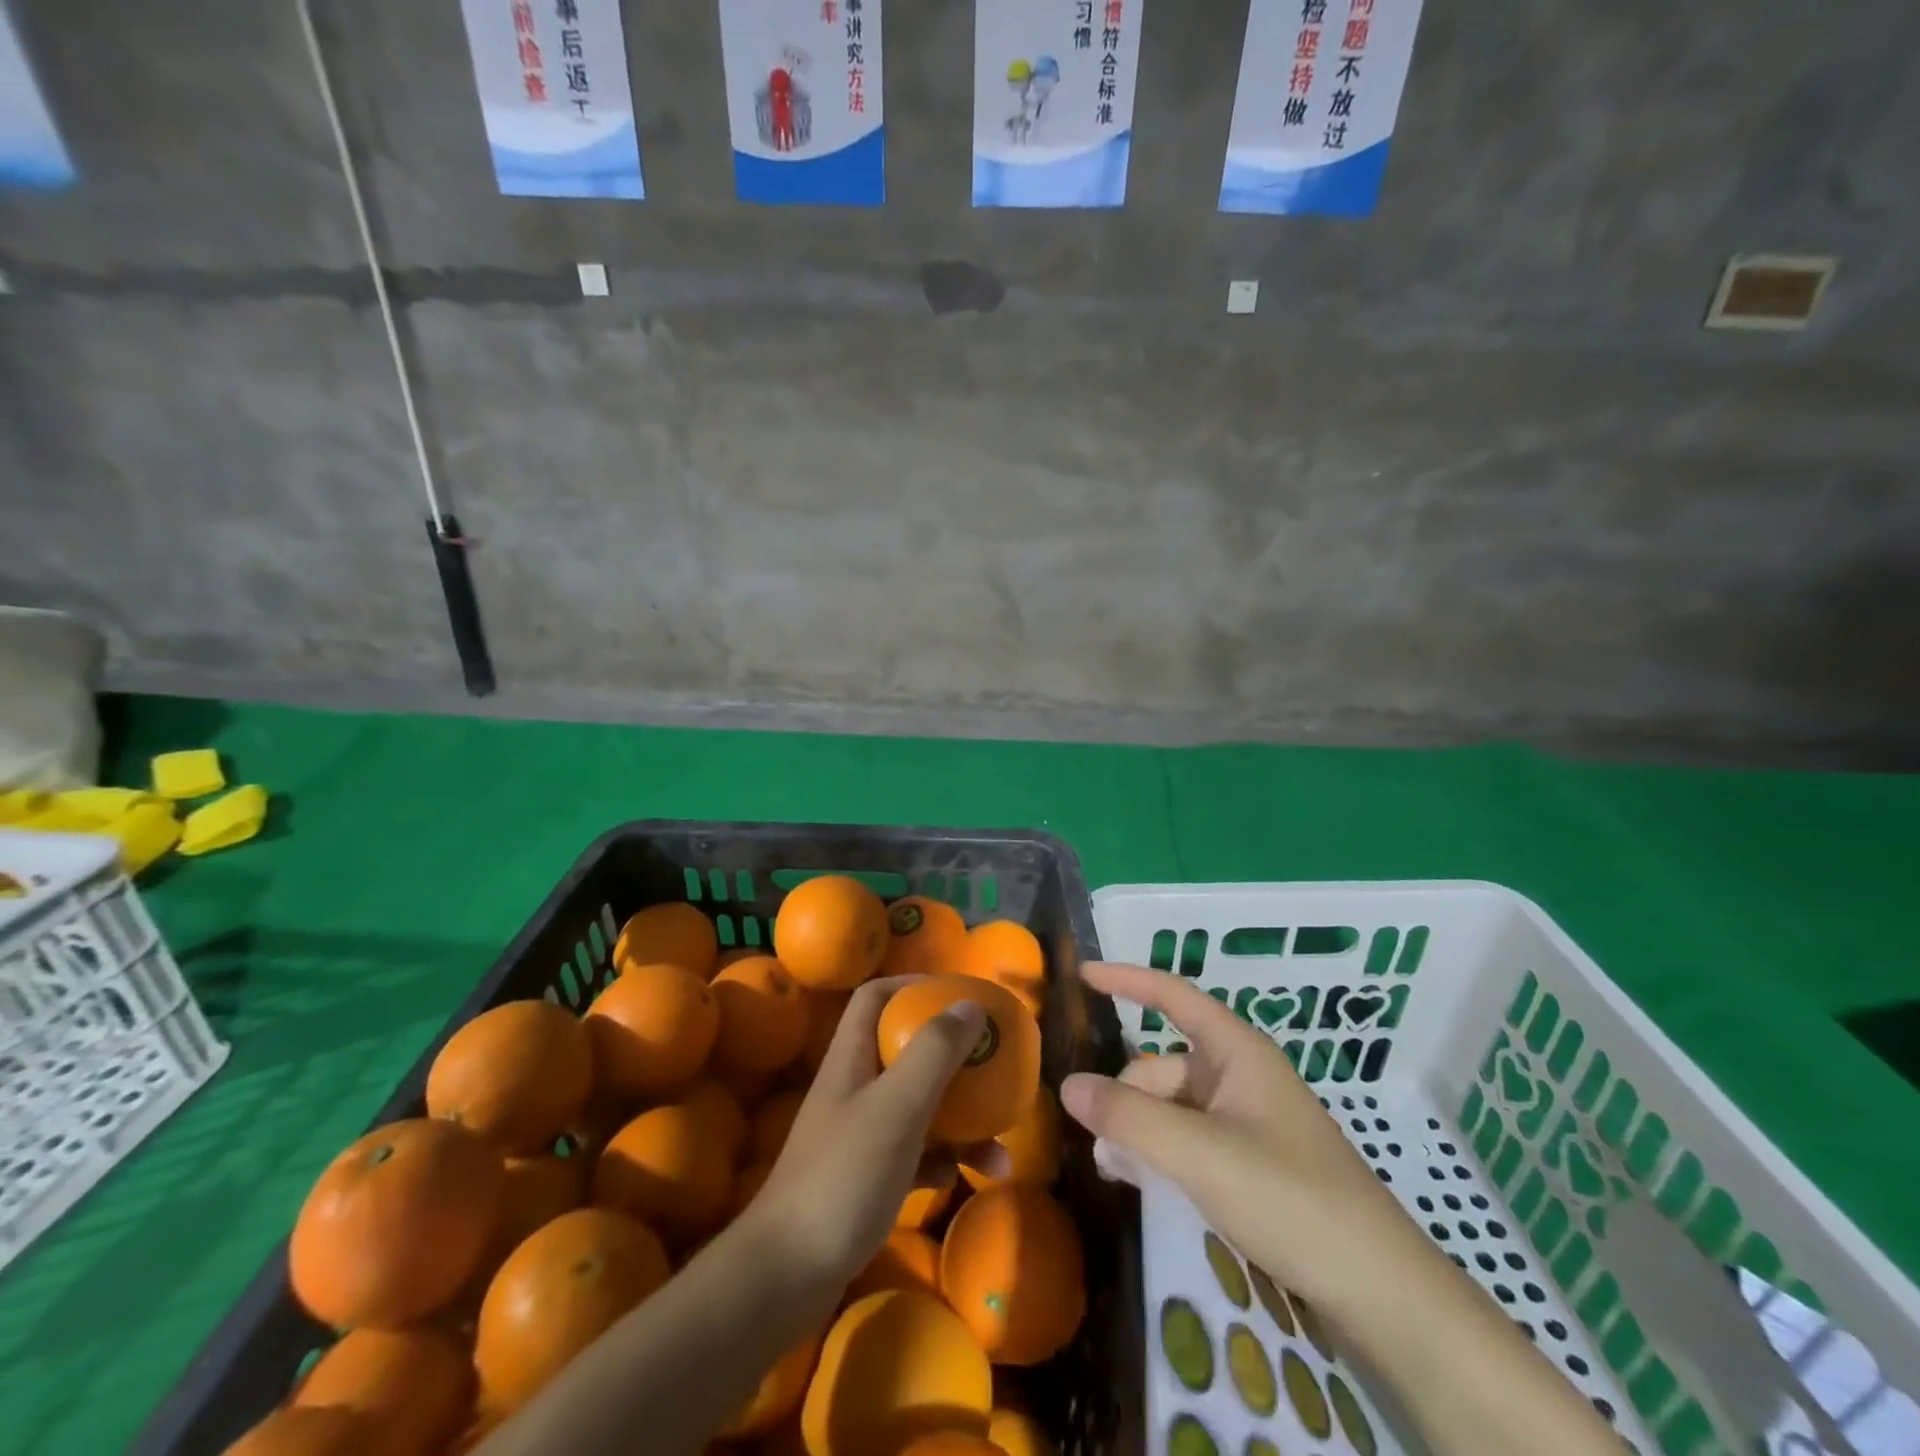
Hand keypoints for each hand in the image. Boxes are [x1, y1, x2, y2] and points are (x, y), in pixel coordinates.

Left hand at [740, 977, 1006, 1291]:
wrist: (785, 1278)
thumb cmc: (843, 1176)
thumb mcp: (896, 1106)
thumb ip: (933, 1052)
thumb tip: (969, 1004)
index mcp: (852, 1056)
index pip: (876, 997)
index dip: (914, 986)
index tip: (959, 995)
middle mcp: (855, 1087)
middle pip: (906, 1050)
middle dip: (952, 1054)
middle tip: (993, 1063)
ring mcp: (860, 1135)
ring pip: (918, 1105)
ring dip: (960, 1116)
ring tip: (1002, 1140)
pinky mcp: (868, 1178)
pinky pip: (917, 1152)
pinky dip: (945, 1158)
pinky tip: (971, 1176)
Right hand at [1059, 961, 1435, 1312]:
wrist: (1381, 1293)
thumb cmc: (1290, 1200)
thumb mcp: (1200, 1154)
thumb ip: (1129, 1117)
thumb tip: (1069, 1085)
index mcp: (1238, 1053)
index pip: (1173, 996)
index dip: (1127, 979)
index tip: (1082, 973)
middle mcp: (1240, 1077)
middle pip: (1162, 1066)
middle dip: (1127, 1097)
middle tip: (1104, 1148)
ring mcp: (1247, 1122)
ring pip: (1171, 1108)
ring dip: (1141, 1131)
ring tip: (1119, 1173)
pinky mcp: (1251, 1163)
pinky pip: (1188, 1140)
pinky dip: (1162, 1155)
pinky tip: (1147, 1186)